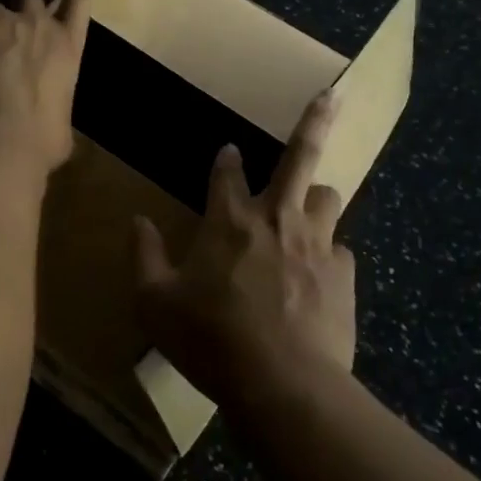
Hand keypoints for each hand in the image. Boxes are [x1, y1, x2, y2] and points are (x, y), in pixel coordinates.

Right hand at [134, 92, 355, 407]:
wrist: (284, 385)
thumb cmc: (211, 339)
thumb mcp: (155, 302)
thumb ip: (143, 255)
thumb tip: (137, 220)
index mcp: (230, 219)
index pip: (226, 172)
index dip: (225, 159)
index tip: (227, 152)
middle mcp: (276, 218)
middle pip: (301, 156)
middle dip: (314, 121)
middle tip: (331, 95)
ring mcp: (316, 243)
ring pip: (328, 196)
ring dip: (316, 197)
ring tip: (309, 208)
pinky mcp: (343, 274)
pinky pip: (340, 249)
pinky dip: (328, 254)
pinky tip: (320, 275)